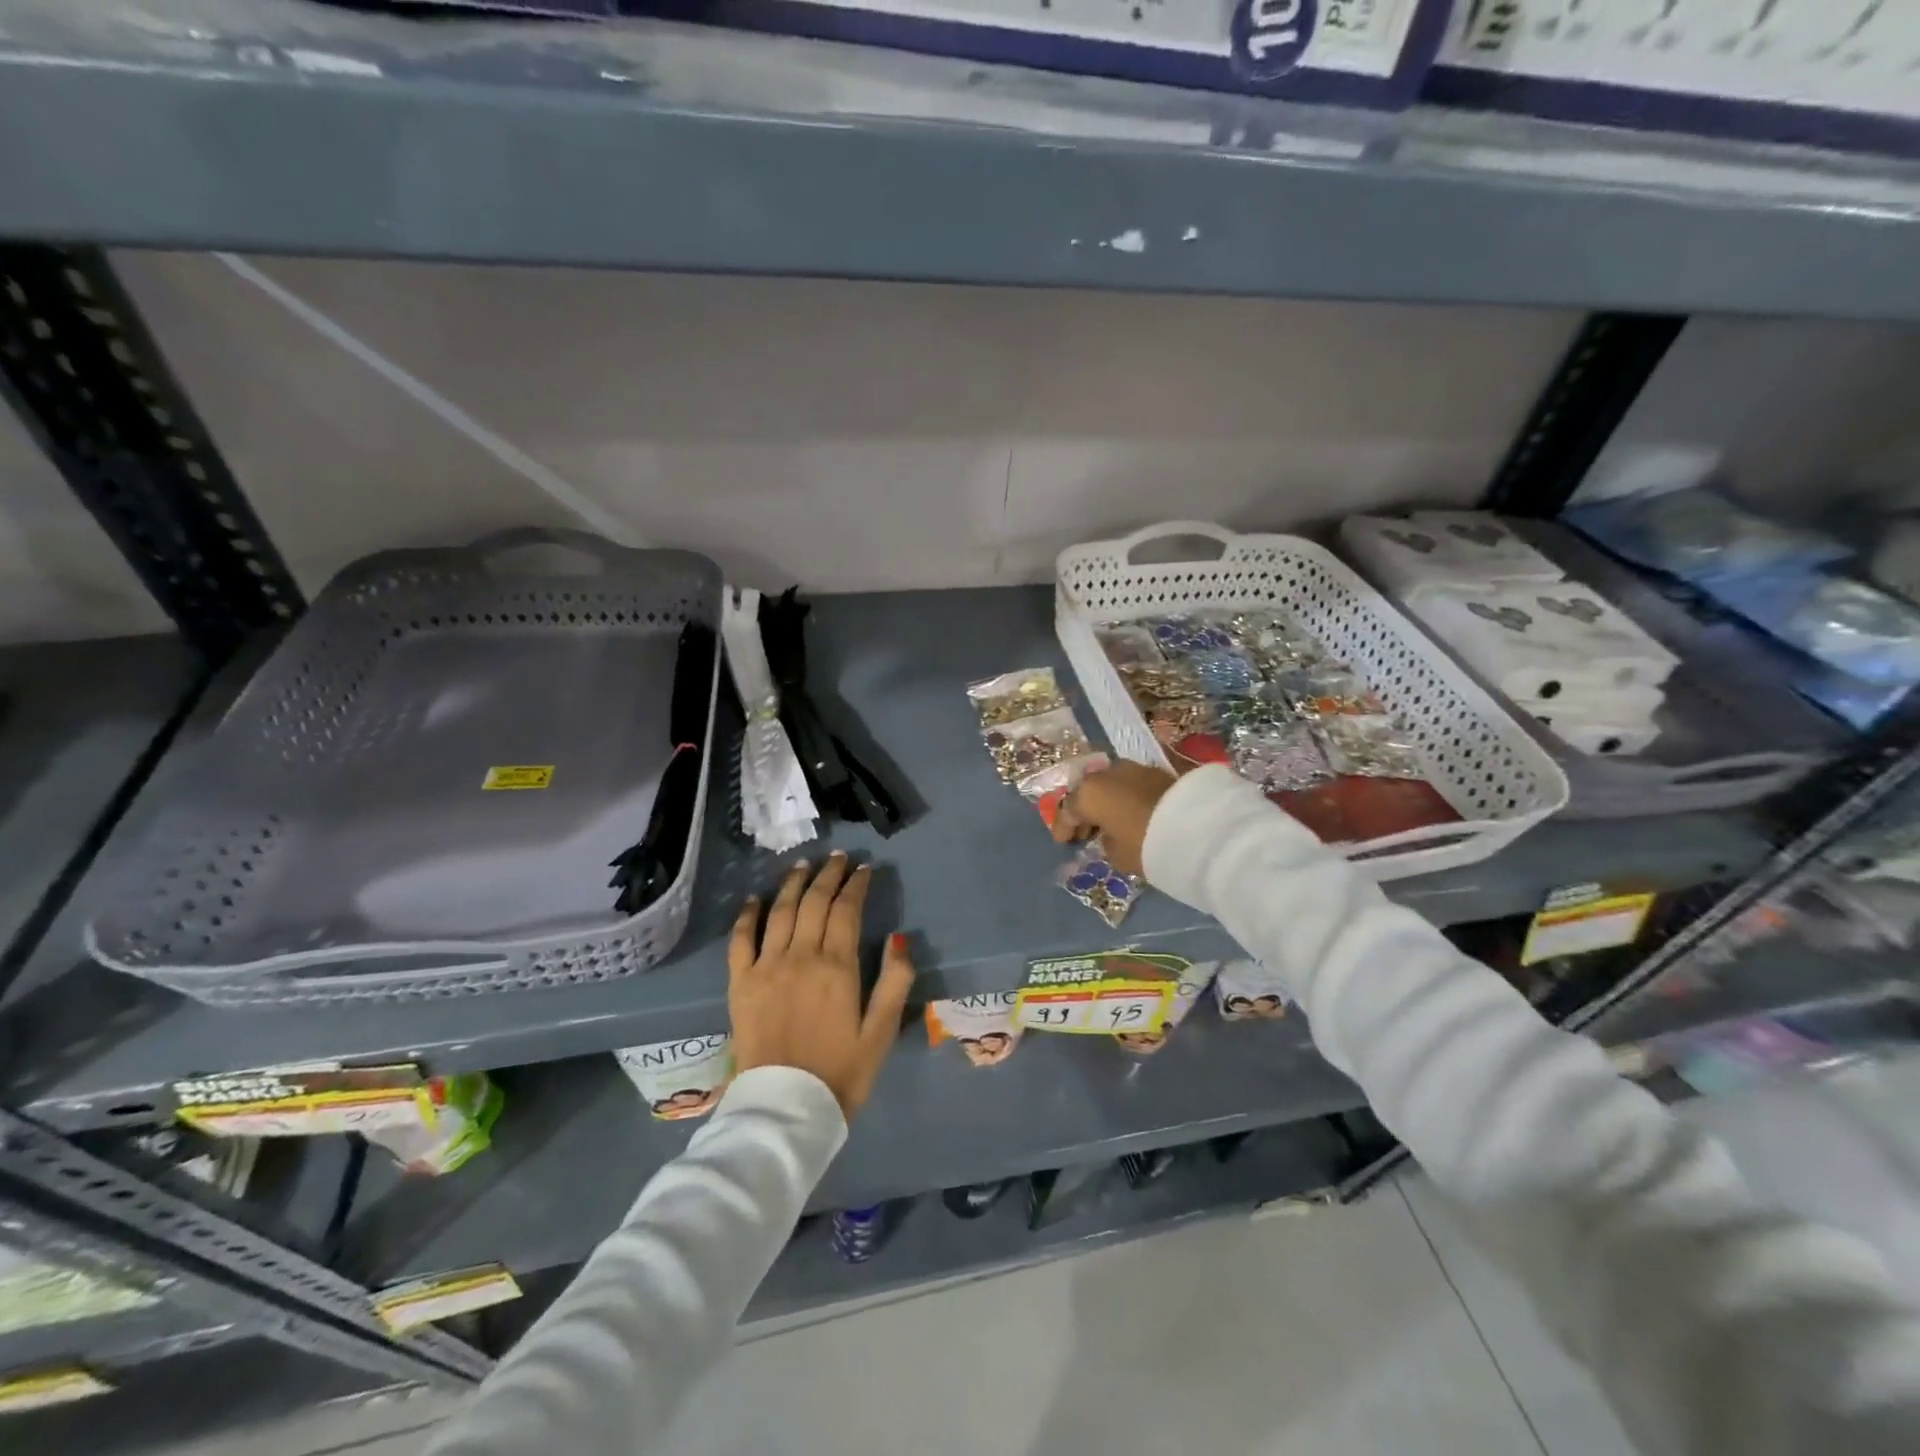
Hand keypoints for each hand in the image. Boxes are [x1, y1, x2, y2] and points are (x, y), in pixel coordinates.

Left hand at [727, 852, 915, 1118]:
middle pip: (814, 902)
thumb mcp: (882, 1032)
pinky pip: (740, 939)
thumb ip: (895, 981)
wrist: (785, 1111)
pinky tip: (754, 899)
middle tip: (838, 859)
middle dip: (828, 875)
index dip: (856, 885)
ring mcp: (766, 967)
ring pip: (780, 911)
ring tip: (803, 866)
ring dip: (793, 884)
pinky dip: (747, 915)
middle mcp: (800, 956)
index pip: (847, 909)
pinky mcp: (740, 983)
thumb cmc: (841, 1073)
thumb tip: (900, 937)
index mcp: (838, 966)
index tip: (864, 869)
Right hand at [1050, 761, 1177, 878]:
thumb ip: (1106, 843)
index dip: (1063, 827)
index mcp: (1089, 793)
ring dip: (1107, 801)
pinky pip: (1131, 785)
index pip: (1068, 810)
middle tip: (1085, 831)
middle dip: (1085, 810)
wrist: (1197, 826)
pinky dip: (1126, 797)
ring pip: (1111, 784)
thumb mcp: (1118, 855)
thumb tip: (1109, 834)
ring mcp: (1133, 768)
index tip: (1063, 841)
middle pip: (1088, 791)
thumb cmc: (1145, 844)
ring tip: (1110, 822)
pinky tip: (1130, 812)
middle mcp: (1107, 774)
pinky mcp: (1158, 771)